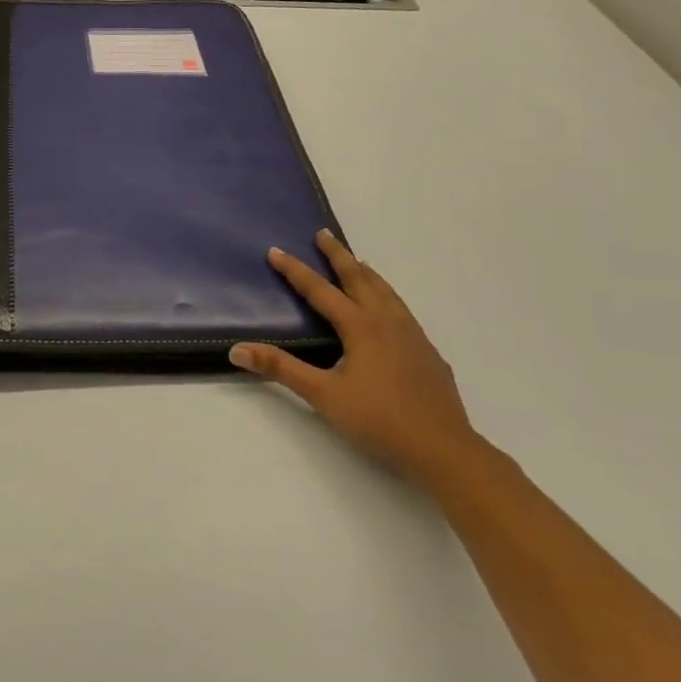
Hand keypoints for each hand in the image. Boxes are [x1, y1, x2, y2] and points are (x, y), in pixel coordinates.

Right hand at [231, 230, 480, 487]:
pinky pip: (402, 309)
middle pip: (359, 277)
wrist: (443, 447)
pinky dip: (386, 294)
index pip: (320, 290)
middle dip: (337, 255)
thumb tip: (238, 350)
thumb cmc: (378, 420)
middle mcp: (386, 320)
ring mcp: (412, 334)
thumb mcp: (323, 395)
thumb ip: (281, 368)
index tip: (275, 252)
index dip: (295, 270)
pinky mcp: (427, 351)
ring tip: (355, 261)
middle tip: (323, 234)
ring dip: (365, 271)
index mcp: (360, 326)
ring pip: (385, 290)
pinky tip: (388, 309)